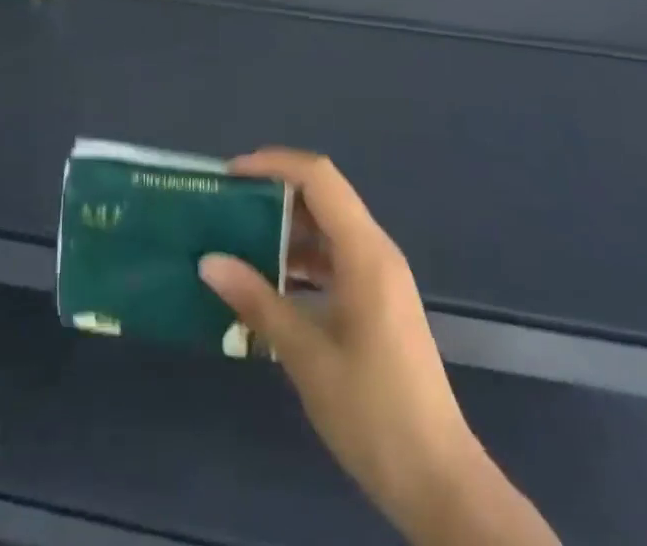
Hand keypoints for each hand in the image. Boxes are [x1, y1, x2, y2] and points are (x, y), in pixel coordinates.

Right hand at [200, 151, 559, 545]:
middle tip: (227, 207)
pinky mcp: (378, 301)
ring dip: (286, 229)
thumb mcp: (307, 357)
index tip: (230, 176)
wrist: (439, 482)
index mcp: (365, 253)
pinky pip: (335, 258)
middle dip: (274, 193)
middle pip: (323, 196)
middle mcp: (376, 252)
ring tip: (238, 242)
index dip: (273, 164)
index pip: (318, 177)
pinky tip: (269, 285)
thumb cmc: (374, 413)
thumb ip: (257, 302)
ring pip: (328, 228)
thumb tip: (208, 261)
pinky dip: (301, 260)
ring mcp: (380, 277)